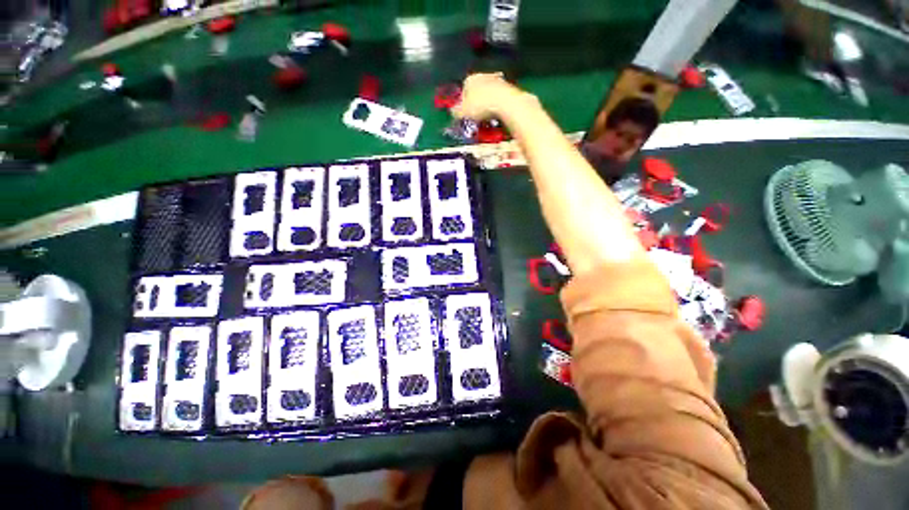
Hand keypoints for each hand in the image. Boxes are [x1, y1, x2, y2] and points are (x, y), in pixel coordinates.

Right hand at [451, 73, 533, 121]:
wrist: (505, 103)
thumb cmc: (481, 106)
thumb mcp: (463, 112)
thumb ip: (456, 112)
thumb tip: (452, 112)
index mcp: (470, 79)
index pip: (463, 90)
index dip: (463, 104)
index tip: (465, 115)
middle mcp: (483, 76)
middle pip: (477, 92)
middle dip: (476, 103)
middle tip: (476, 117)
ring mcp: (497, 80)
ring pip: (488, 95)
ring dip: (486, 105)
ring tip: (486, 118)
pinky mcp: (508, 87)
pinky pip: (498, 99)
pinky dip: (496, 106)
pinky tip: (496, 115)